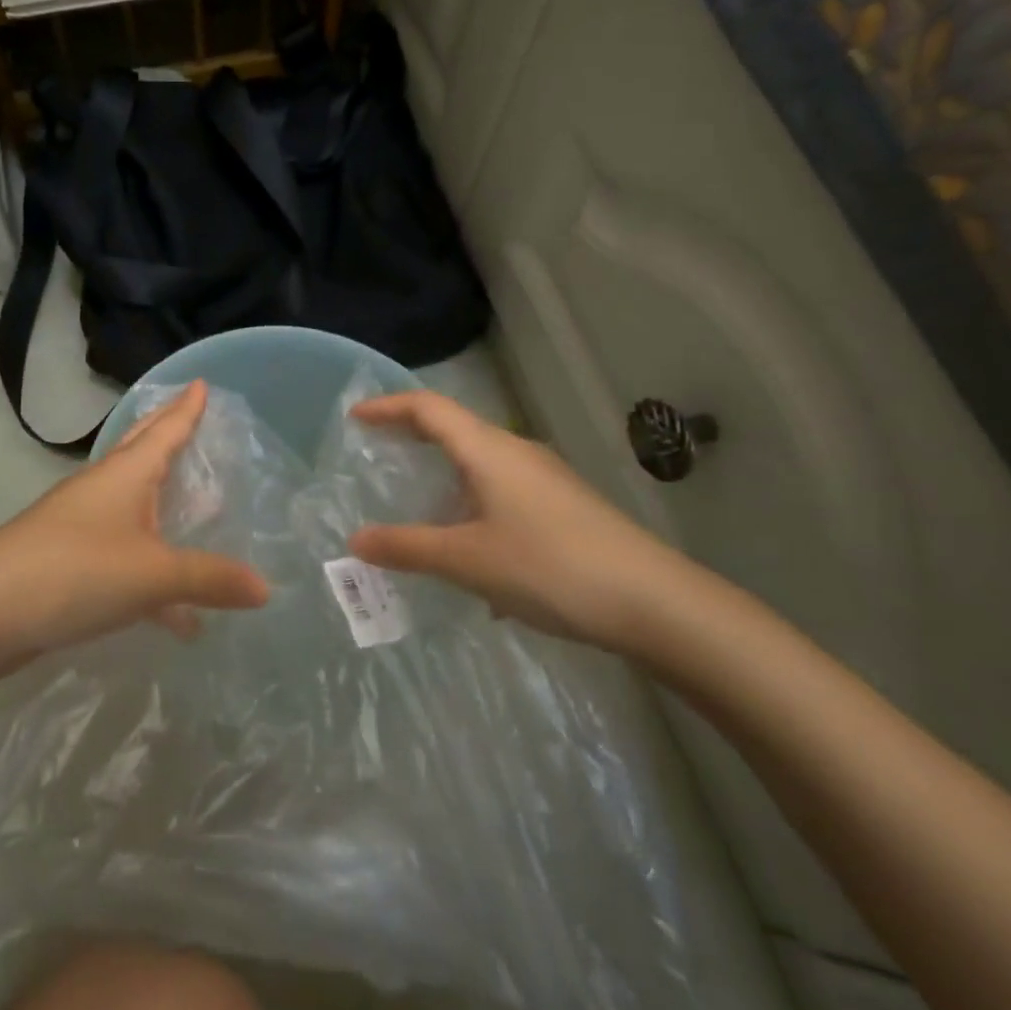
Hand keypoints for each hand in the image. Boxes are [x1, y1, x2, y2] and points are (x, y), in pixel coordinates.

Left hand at [0, 381, 269, 715]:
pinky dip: (153, 571)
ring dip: (163, 504)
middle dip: (168, 432)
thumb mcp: (153, 575)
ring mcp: (80, 524)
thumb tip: (265, 588)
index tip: (202, 382)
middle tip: (192, 415)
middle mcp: (102, 489)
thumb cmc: (75, 571)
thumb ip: (209, 579)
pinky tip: (177, 616)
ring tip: (197, 508)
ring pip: (133, 504)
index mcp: (124, 475)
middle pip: (142, 450)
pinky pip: (124, 554)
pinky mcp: (68, 561)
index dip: (187, 408)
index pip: (165, 429)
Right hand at [346, 392, 706, 652]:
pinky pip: (503, 494)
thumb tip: (356, 539)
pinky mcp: (564, 508)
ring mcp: (545, 480)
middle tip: (377, 454)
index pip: (428, 408)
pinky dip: (473, 508)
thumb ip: (408, 547)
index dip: (388, 407)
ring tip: (418, 510)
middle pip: (455, 430)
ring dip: (445, 479)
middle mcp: (516, 453)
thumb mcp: (467, 561)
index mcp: (489, 450)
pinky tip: (472, 558)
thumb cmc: (550, 566)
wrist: (655, 603)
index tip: (355, 417)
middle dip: (413, 438)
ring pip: (481, 466)